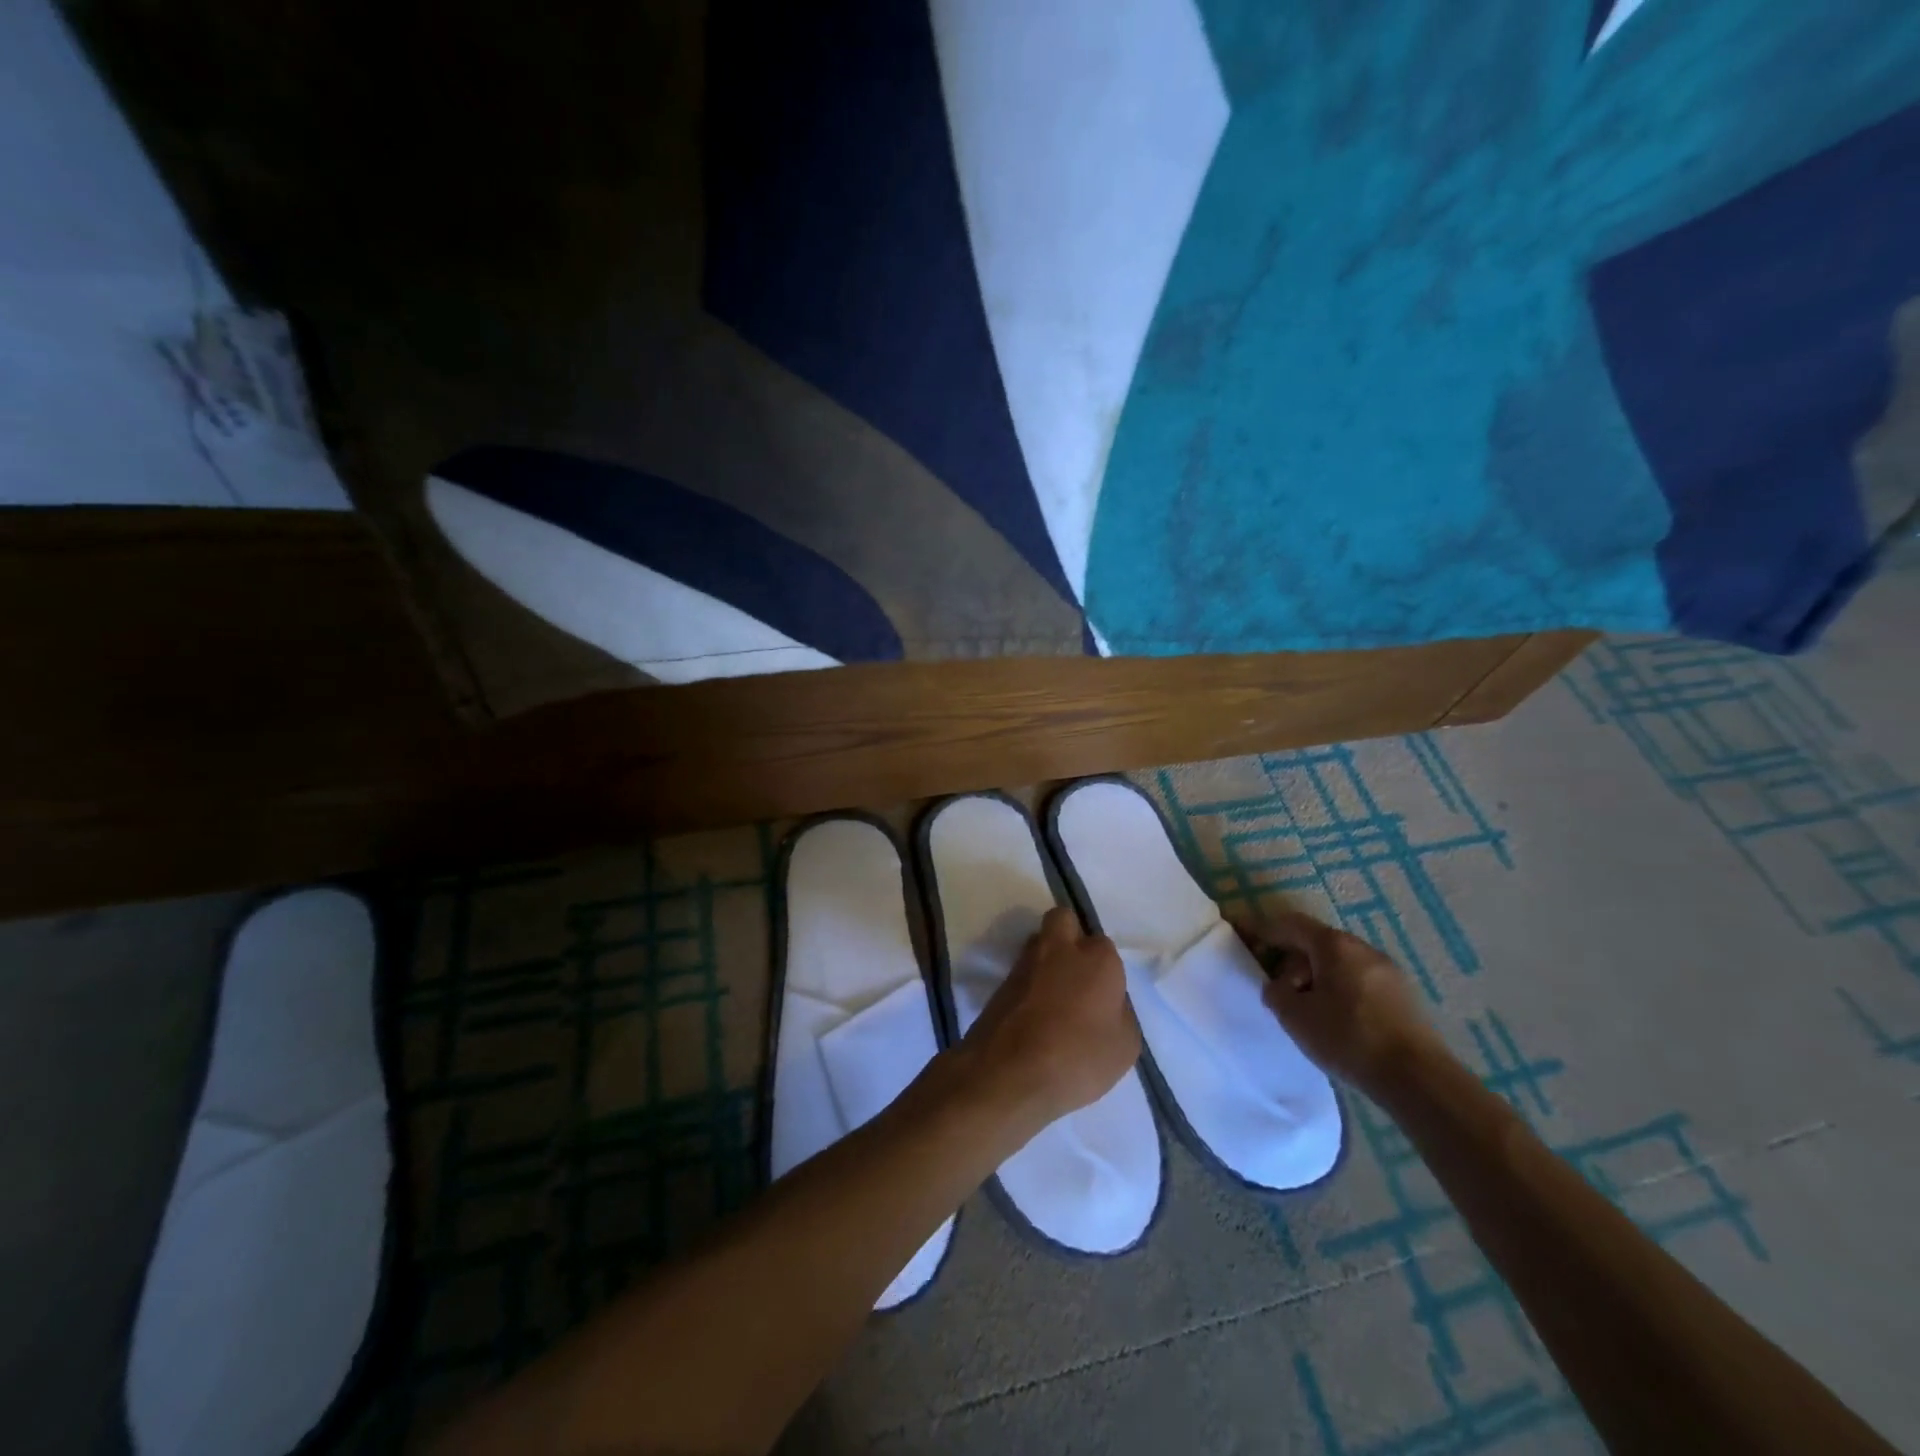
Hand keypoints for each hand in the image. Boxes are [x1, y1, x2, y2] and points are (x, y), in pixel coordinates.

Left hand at [958, 905, 1140, 1133]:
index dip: (1105, 967)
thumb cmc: (1078, 1058)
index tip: (1105, 993)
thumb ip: (1120, 1013)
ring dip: (1047, 958)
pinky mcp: (1000, 982)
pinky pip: (1022, 971)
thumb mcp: (1124, 1047)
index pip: (1104, 945)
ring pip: (1038, 942)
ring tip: (1055, 995)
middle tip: (1077, 971)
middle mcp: (1059, 949)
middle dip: (1070, 934)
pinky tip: (1035, 1012)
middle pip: (1063, 919)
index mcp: (1096, 959)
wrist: (1010, 1073)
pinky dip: (1029, 983)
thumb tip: (1108, 1003)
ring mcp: (1025, 963)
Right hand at [1233, 908, 1444, 1096]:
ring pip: (1339, 963)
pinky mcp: (1403, 996)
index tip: (1242, 934)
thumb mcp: (1295, 1016)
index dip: (1263, 929)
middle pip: (1316, 943)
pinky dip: (1339, 991)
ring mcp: (1387, 971)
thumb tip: (1279, 987)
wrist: (1418, 1078)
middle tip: (1278, 991)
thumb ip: (1276, 993)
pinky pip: (1359, 981)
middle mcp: (1362, 948)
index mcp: (1333, 945)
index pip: (1290, 924)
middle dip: (1292, 961)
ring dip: (1316, 978)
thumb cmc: (1348, 1038)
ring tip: (1308, 1012)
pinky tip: (1337, 1021)